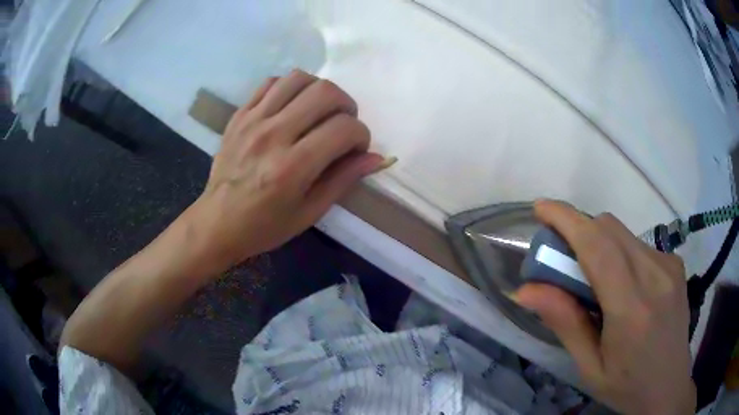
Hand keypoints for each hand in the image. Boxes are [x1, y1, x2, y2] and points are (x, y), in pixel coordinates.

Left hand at [187, 70, 383, 271]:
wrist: (217, 222)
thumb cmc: (265, 225)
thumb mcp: (310, 212)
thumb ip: (344, 179)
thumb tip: (376, 157)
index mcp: (292, 167)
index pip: (344, 129)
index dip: (361, 135)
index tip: (356, 148)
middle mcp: (273, 135)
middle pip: (325, 92)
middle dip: (347, 105)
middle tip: (342, 125)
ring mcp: (252, 121)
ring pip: (299, 79)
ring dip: (319, 91)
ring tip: (319, 112)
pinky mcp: (239, 115)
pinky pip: (271, 83)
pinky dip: (290, 88)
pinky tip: (292, 107)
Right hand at [513, 200, 694, 414]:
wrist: (669, 387)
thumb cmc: (627, 387)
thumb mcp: (589, 367)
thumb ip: (564, 324)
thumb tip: (525, 290)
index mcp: (632, 309)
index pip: (597, 246)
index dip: (567, 220)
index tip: (541, 208)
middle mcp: (655, 276)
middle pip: (610, 228)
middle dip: (580, 231)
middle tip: (562, 261)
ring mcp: (669, 266)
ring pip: (623, 234)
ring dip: (599, 244)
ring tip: (594, 283)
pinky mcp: (675, 264)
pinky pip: (638, 244)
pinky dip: (620, 253)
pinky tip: (622, 286)